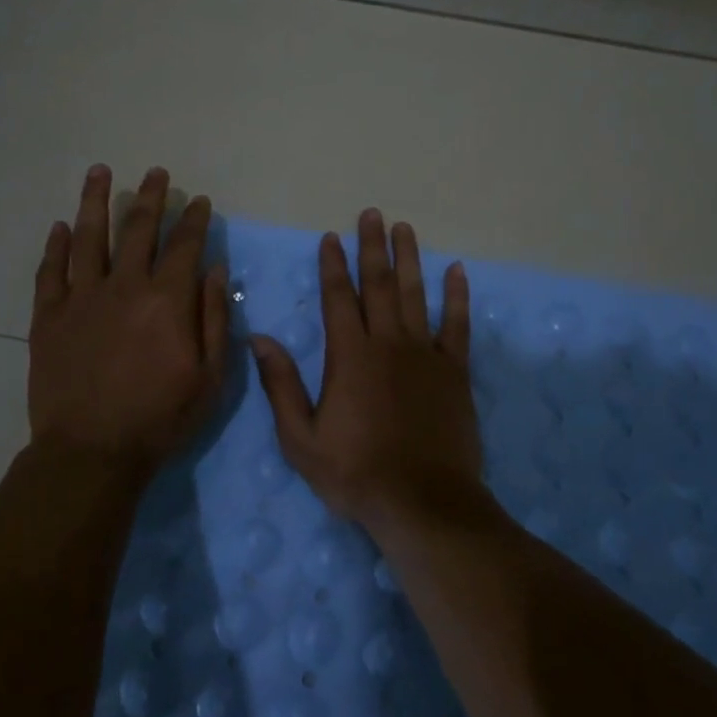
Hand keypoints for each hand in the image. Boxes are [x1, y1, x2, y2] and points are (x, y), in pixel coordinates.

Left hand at [28, 165, 229, 474]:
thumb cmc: (160, 418)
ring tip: (101, 172)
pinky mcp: (49, 317)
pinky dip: (56, 246)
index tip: (198, 201)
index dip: (193, 219)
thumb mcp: (210, 377)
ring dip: (96, 201)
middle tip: (156, 173)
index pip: (184, 245)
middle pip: (138, 229)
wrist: (91, 452)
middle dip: (151, 197)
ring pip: (89, 237)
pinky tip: (61, 226)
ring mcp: (81, 299)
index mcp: (166, 300)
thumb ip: (213, 318)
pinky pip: (51, 272)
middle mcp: (124, 287)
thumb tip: (214, 269)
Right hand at [251, 209, 482, 529]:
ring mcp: (424, 354)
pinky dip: (457, 296)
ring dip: (409, 259)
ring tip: (404, 228)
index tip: (331, 237)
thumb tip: (258, 339)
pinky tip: (457, 271)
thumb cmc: (355, 473)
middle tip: (372, 214)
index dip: (333, 265)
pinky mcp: (454, 371)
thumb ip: (281, 385)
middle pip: (378, 284)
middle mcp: (387, 343)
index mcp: (349, 356)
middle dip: (372, 247)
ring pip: (415, 294)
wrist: (422, 502)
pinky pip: (456, 325)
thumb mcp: (301, 438)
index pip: (338, 298)